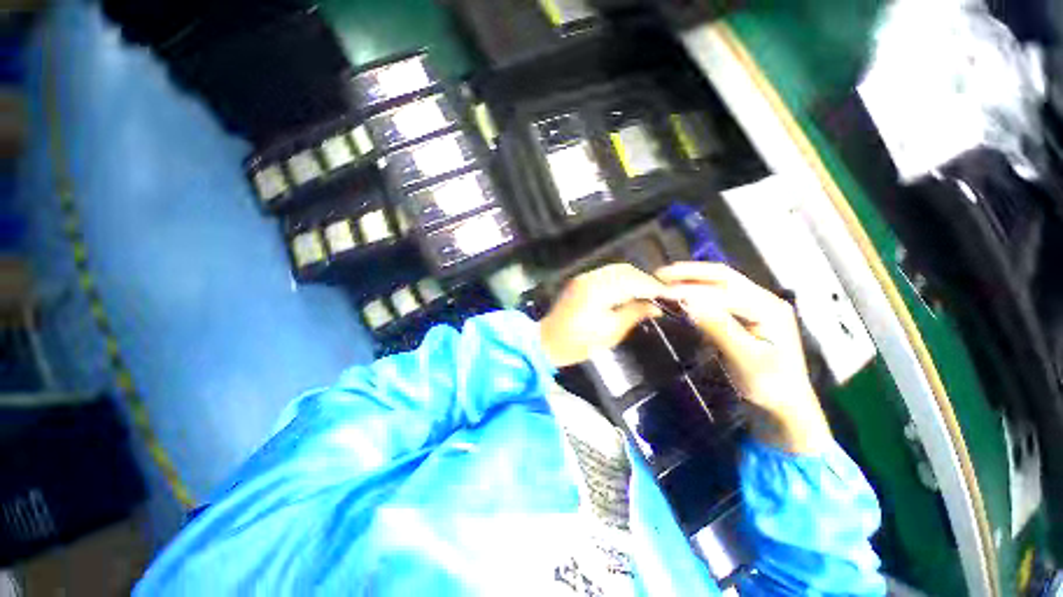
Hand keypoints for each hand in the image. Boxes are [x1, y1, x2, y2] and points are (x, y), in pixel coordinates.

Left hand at [539, 264, 664, 367]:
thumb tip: (656, 306)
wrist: (547, 341)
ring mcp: (584, 278)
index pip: (633, 282)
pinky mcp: (581, 281)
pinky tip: (629, 290)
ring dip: (634, 278)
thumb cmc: (579, 342)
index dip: (654, 287)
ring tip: (648, 292)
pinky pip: (606, 274)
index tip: (672, 294)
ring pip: (616, 270)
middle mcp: (591, 278)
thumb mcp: (610, 332)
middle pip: (625, 271)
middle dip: (646, 280)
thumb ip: (634, 314)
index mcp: (598, 291)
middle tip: (662, 293)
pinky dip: (621, 279)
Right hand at [656, 262, 832, 453]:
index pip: (723, 291)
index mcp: (768, 308)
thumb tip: (689, 303)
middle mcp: (762, 299)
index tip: (662, 291)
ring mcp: (753, 305)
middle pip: (723, 276)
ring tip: (665, 279)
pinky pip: (716, 296)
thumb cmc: (769, 384)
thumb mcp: (745, 358)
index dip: (690, 289)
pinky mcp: (742, 314)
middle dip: (690, 273)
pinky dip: (695, 291)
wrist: (785, 403)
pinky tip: (680, 293)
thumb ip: (719, 328)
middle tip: (660, 274)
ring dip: (691, 279)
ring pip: (718, 283)